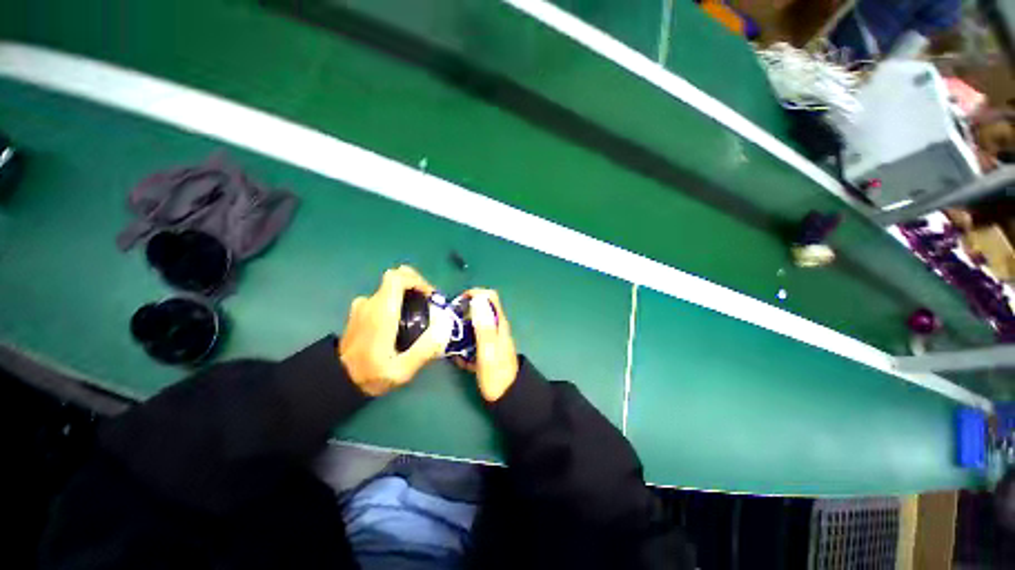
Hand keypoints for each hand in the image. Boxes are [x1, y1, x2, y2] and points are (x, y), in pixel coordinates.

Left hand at [340, 266, 451, 396]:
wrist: (336, 382)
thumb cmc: (370, 375)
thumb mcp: (402, 370)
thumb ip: (425, 349)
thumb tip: (444, 327)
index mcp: (382, 311)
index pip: (397, 277)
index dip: (417, 280)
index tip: (430, 297)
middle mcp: (371, 303)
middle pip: (396, 279)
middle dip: (416, 286)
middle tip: (429, 304)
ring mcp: (362, 307)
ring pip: (390, 289)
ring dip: (407, 295)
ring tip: (418, 316)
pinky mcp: (359, 313)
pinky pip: (383, 298)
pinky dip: (397, 302)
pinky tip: (402, 322)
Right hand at [455, 289, 518, 401]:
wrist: (507, 397)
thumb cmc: (496, 375)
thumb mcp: (488, 351)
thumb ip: (484, 327)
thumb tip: (479, 299)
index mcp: (498, 323)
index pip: (489, 296)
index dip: (474, 294)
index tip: (458, 304)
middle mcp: (496, 326)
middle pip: (480, 308)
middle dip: (463, 312)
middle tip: (449, 325)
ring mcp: (492, 337)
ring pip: (474, 324)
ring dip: (461, 330)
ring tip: (450, 343)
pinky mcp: (488, 347)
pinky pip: (473, 338)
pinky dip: (464, 343)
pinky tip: (459, 357)